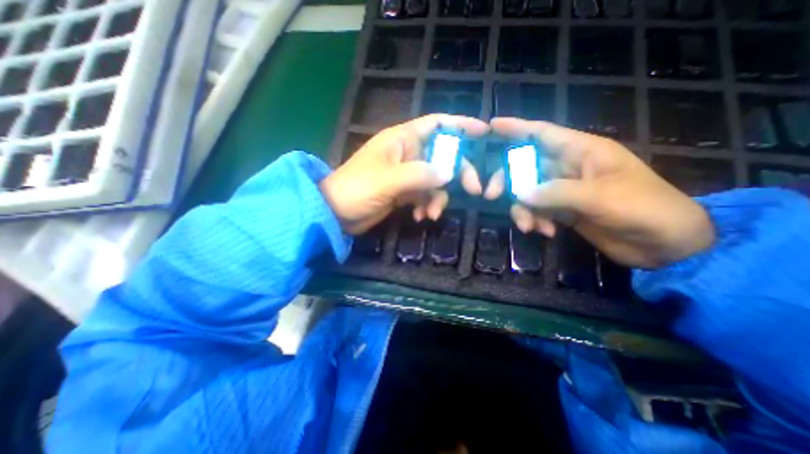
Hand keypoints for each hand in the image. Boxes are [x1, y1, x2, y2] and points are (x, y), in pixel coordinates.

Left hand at [321, 114, 486, 234]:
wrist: (336, 213)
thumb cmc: (356, 189)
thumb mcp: (388, 180)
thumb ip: (419, 174)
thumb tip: (450, 172)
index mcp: (402, 139)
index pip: (436, 124)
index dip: (460, 125)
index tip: (483, 132)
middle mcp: (407, 154)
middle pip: (443, 155)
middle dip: (458, 172)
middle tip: (473, 190)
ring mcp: (406, 174)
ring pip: (435, 180)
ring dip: (438, 197)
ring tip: (431, 214)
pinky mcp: (403, 192)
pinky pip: (424, 195)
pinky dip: (426, 206)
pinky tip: (419, 217)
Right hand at [480, 117, 714, 268]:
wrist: (665, 246)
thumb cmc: (645, 209)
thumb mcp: (602, 198)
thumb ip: (557, 193)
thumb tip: (519, 194)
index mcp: (583, 152)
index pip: (543, 134)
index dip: (516, 128)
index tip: (491, 126)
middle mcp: (568, 167)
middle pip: (526, 166)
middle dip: (508, 181)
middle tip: (492, 196)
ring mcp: (563, 190)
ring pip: (527, 192)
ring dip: (523, 209)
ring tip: (529, 227)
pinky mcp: (561, 209)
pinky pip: (536, 210)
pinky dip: (535, 220)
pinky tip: (545, 233)